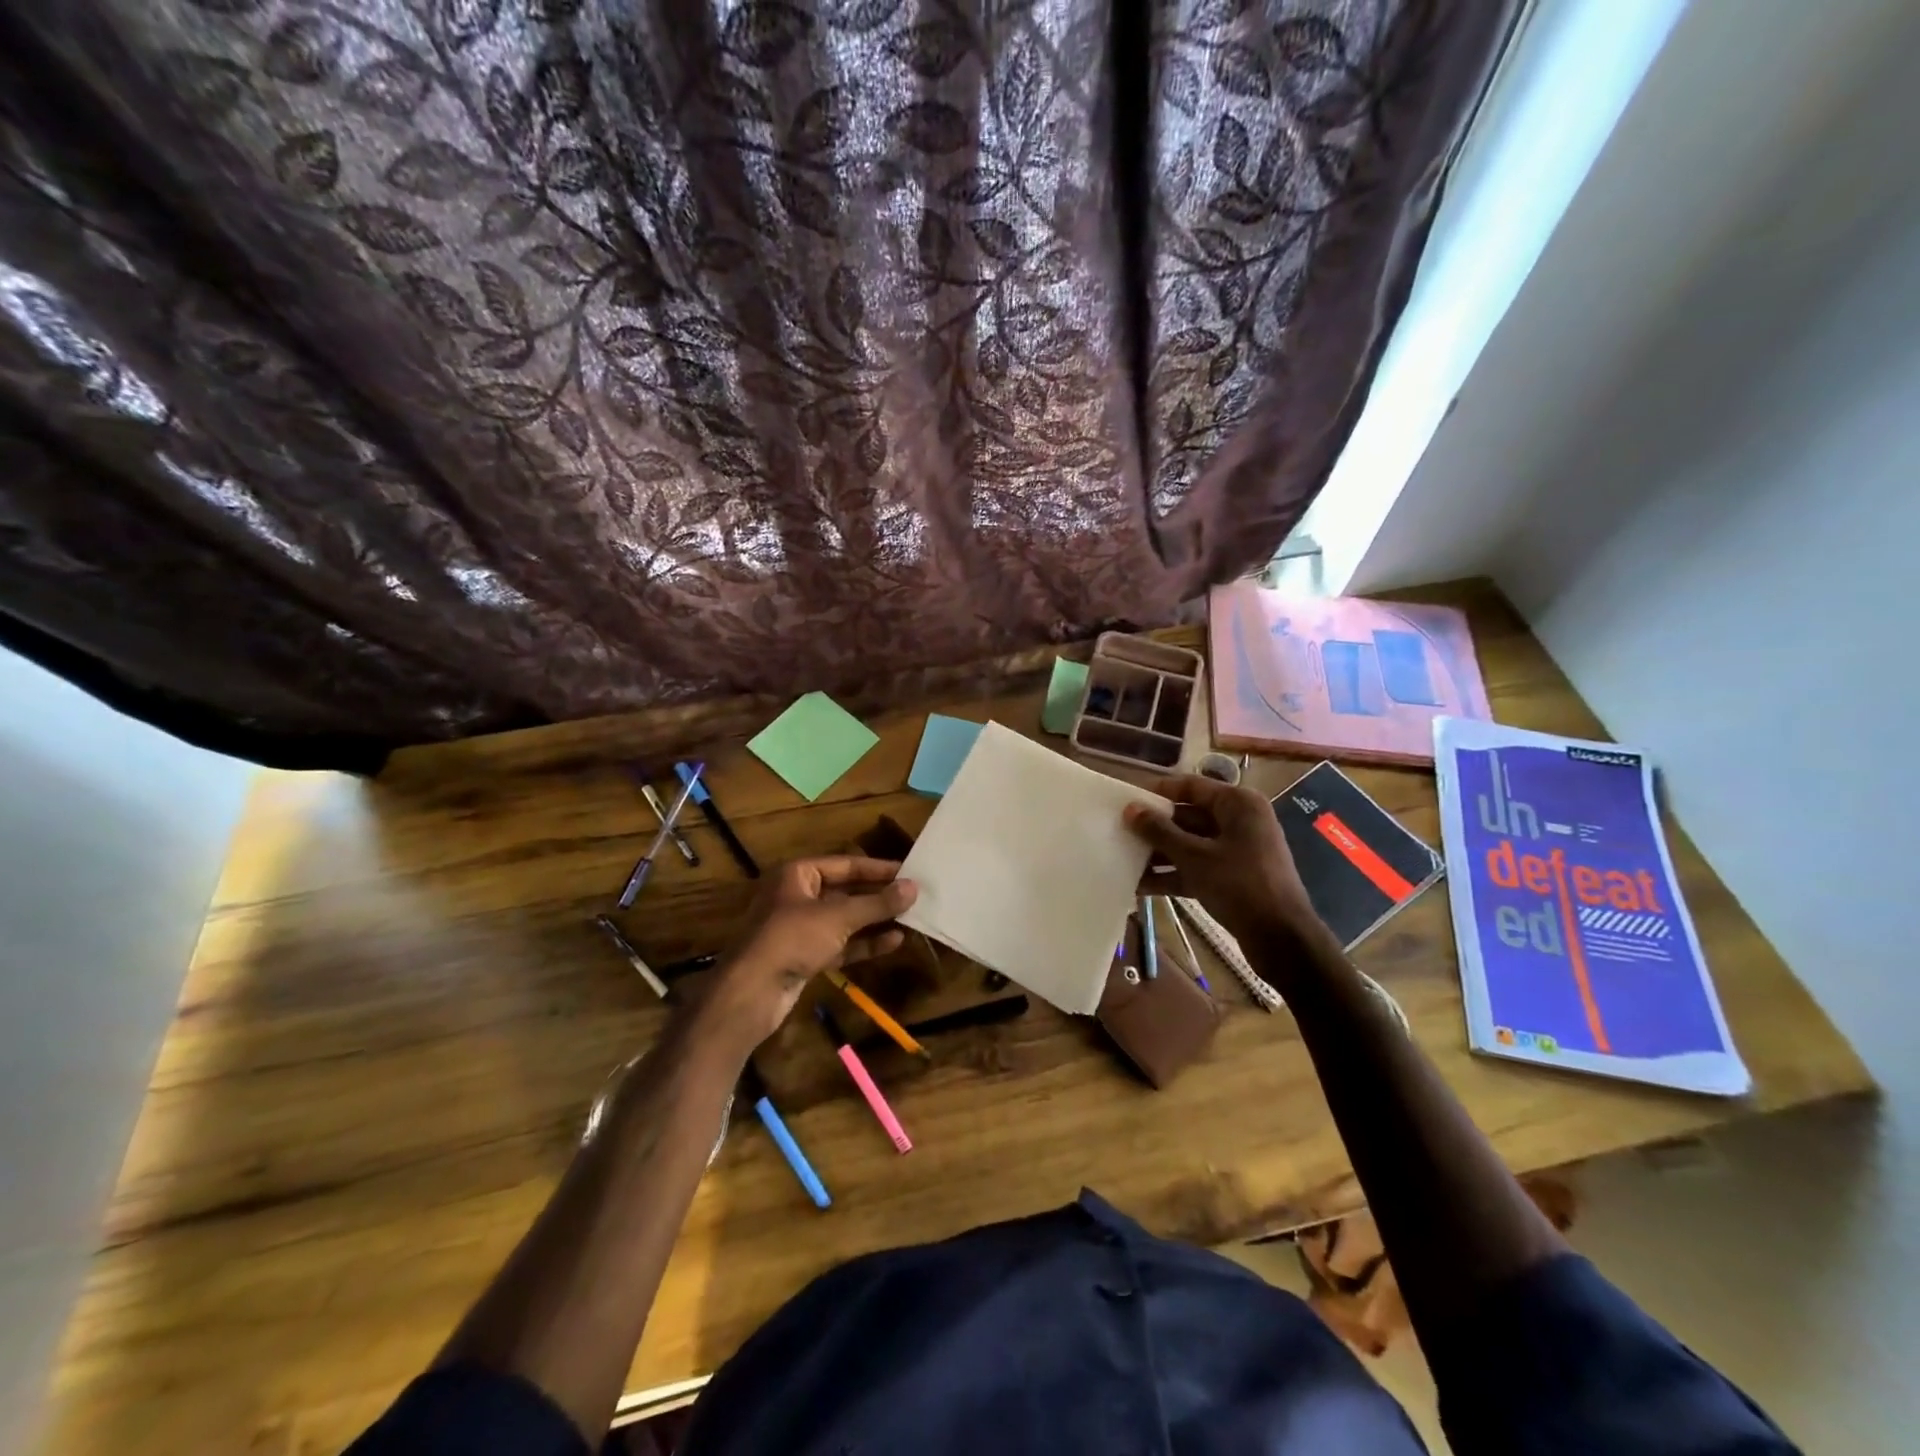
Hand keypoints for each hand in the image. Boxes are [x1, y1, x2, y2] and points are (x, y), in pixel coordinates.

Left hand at [695, 857, 916, 1054]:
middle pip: (846, 891)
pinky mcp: (806, 955)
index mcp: (798, 874)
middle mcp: (798, 896)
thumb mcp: (838, 916)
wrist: (751, 992)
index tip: (909, 872)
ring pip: (845, 919)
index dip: (878, 868)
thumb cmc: (792, 938)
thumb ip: (877, 903)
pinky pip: (841, 943)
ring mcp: (801, 928)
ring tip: (911, 918)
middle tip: (914, 896)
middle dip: (879, 896)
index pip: (846, 864)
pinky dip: (865, 942)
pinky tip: (894, 941)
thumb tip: (913, 888)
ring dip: (875, 920)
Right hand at [1123, 774, 1320, 946]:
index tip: (1126, 799)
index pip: (1190, 786)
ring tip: (1122, 858)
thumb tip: (1131, 809)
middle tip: (1119, 831)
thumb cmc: (1240, 885)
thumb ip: (1160, 831)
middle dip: (1154, 826)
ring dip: (1158, 853)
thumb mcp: (1195, 857)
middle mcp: (1238, 821)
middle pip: (1187, 816)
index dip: (1157, 791)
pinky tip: (1139, 885)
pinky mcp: (1231, 877)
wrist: (1282, 938)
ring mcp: (1235, 850)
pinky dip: (1171, 874)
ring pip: (1189, 844)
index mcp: (1237, 804)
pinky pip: (1195, 867)